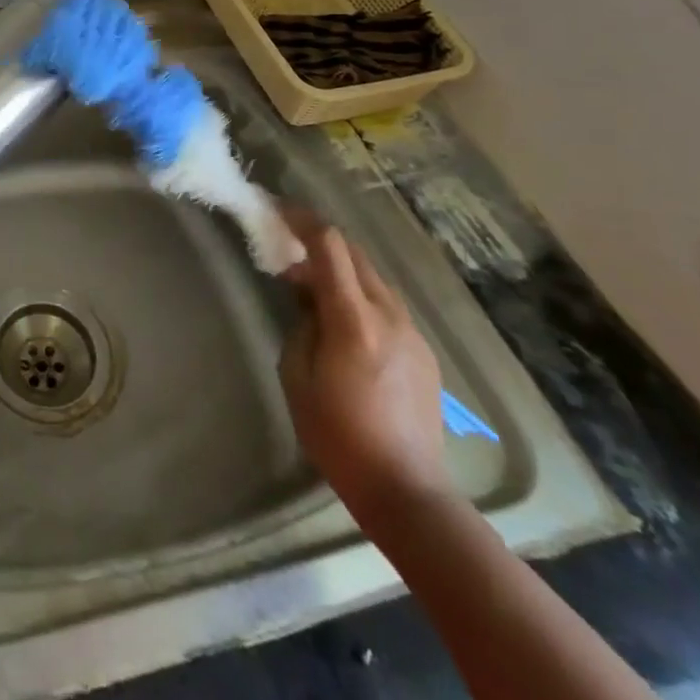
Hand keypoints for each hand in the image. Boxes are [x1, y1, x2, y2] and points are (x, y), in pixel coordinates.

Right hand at [279, 219, 451, 523]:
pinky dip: (359, 295)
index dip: (302, 220)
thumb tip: (309, 298)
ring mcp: (413, 333)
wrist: (407, 490)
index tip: (276, 209)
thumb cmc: (338, 435)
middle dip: (319, 241)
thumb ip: (302, 323)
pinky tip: (343, 321)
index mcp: (354, 319)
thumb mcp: (297, 374)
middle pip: (355, 254)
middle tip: (287, 248)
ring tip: (311, 286)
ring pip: (373, 278)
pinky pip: (387, 305)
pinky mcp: (424, 352)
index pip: (330, 246)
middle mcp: (389, 315)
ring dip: (340, 270)